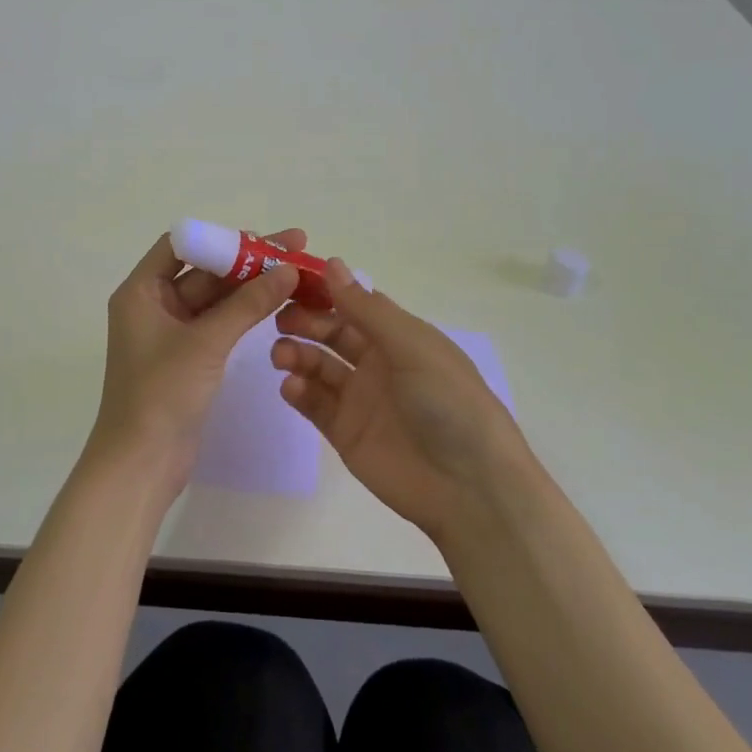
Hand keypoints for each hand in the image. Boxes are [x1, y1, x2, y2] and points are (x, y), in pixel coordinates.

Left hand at [87, 229, 302, 503]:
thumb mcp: (206, 342)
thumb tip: (288, 269)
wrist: (141, 463)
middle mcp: (153, 304)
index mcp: (141, 291)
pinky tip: (277, 301)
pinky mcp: (188, 356)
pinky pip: (218, 322)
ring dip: (251, 286)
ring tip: (296, 272)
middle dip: (247, 259)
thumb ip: (247, 304)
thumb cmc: (161, 393)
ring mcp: (171, 332)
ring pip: (215, 297)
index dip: (221, 238)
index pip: (181, 245)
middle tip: (294, 247)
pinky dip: (245, 312)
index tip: (261, 238)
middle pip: (203, 269)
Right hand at [272, 259, 533, 541]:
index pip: (356, 304)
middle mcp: (379, 363)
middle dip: (305, 322)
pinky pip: (315, 404)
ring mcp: (360, 399)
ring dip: (297, 354)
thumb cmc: (449, 403)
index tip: (290, 280)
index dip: (325, 291)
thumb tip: (331, 263)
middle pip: (332, 333)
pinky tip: (291, 386)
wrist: (470, 489)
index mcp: (401, 337)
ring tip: (281, 355)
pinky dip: (299, 391)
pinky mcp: (346, 432)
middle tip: (281, 320)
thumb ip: (366, 309)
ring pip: (318, 366)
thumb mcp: (412, 346)